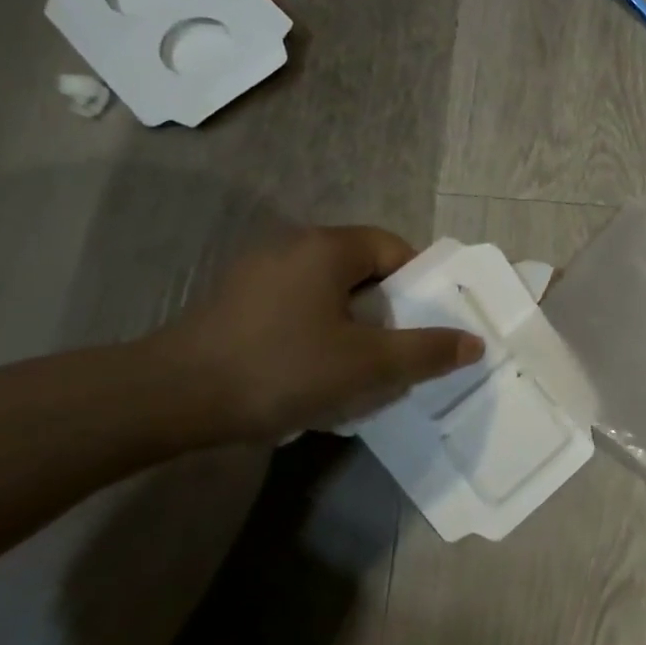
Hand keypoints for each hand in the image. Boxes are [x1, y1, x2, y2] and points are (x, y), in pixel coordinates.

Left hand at [154, 226, 482, 440]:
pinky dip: (316, 331)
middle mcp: (292, 245)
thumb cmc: (282, 369)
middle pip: (362, 270)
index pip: (394, 248)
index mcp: (327, 247)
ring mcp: (257, 272)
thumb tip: (474, 342)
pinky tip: (309, 372)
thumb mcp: (368, 365)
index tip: (423, 327)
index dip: (419, 286)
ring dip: (351, 325)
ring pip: (328, 291)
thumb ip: (427, 351)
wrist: (171, 399)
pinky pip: (296, 306)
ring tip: (356, 369)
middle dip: (386, 311)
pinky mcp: (234, 301)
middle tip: (395, 352)